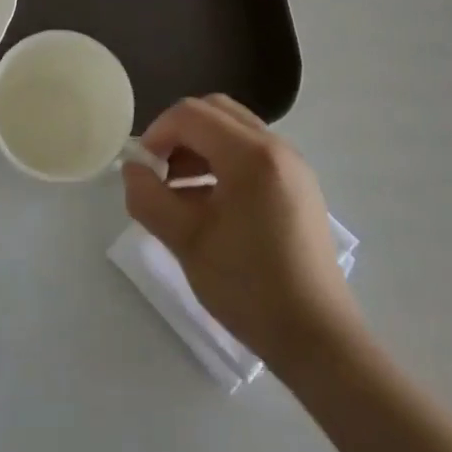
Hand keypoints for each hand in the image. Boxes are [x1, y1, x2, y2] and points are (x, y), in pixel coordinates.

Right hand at [123, 94, 362, 375]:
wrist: (318, 339)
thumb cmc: (249, 287)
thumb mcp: (186, 241)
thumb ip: (149, 197)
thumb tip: (133, 169)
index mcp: (250, 154)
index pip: (190, 115)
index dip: (157, 133)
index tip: (142, 170)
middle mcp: (276, 147)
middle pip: (214, 112)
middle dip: (179, 134)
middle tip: (160, 173)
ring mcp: (293, 165)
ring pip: (234, 130)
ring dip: (200, 148)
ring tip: (180, 193)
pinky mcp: (299, 186)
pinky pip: (252, 153)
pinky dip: (223, 162)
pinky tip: (210, 205)